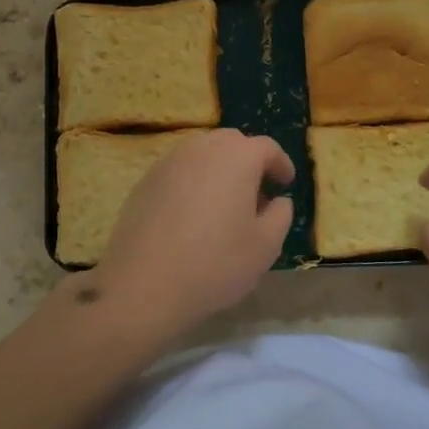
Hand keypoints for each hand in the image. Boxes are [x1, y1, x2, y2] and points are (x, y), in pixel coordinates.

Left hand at [97, 128, 294, 331]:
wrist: (143, 285)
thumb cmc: (215, 263)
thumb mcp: (266, 246)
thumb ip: (281, 215)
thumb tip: (277, 201)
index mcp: (237, 157)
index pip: (266, 148)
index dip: (280, 164)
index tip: (285, 184)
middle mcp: (201, 149)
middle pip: (232, 143)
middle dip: (248, 161)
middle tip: (256, 193)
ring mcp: (168, 162)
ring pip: (202, 154)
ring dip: (219, 170)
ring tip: (224, 205)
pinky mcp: (145, 181)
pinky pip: (179, 171)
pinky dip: (193, 182)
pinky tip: (192, 215)